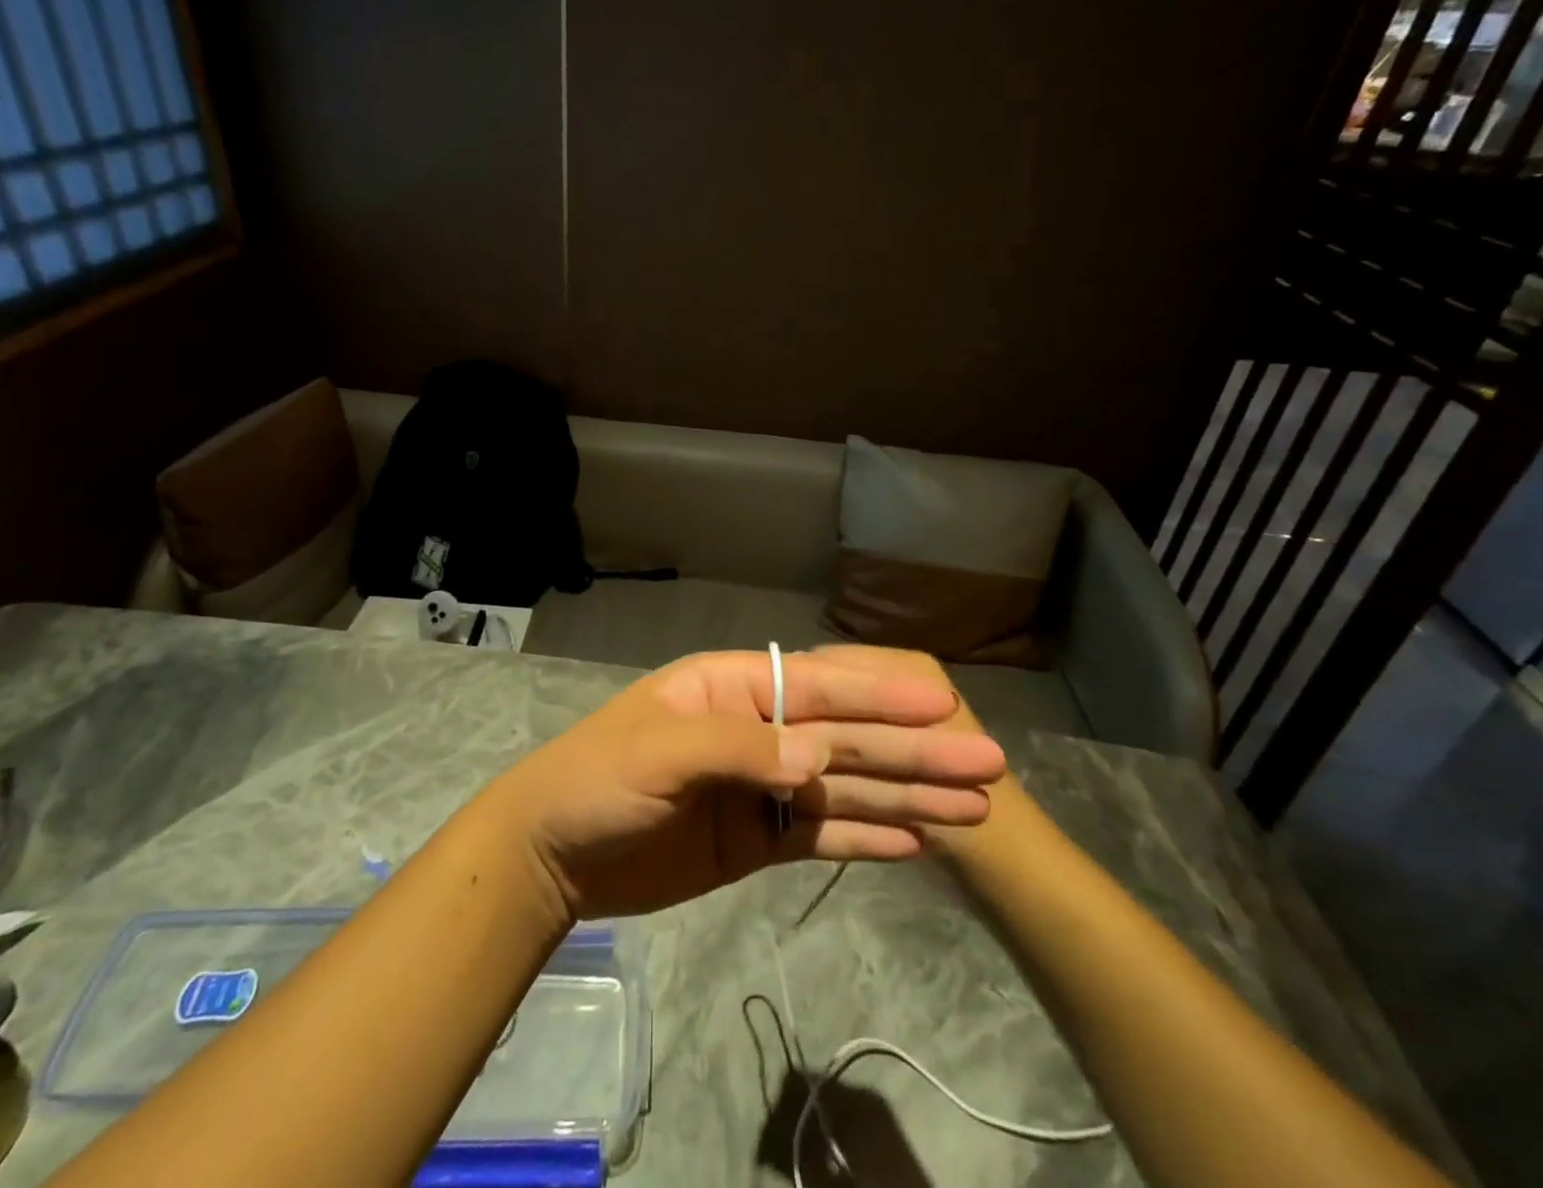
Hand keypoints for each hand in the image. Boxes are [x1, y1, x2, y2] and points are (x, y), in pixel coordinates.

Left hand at [490, 649, 1007, 918]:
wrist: (553, 853)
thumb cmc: (597, 778)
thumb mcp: (658, 751)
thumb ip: (738, 749)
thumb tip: (816, 759)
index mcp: (736, 689)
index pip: (823, 689)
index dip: (883, 698)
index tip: (945, 706)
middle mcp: (759, 731)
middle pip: (849, 740)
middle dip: (916, 752)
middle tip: (989, 768)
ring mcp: (761, 788)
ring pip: (846, 788)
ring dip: (907, 796)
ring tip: (973, 809)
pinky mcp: (756, 839)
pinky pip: (822, 835)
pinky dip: (867, 837)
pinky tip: (916, 842)